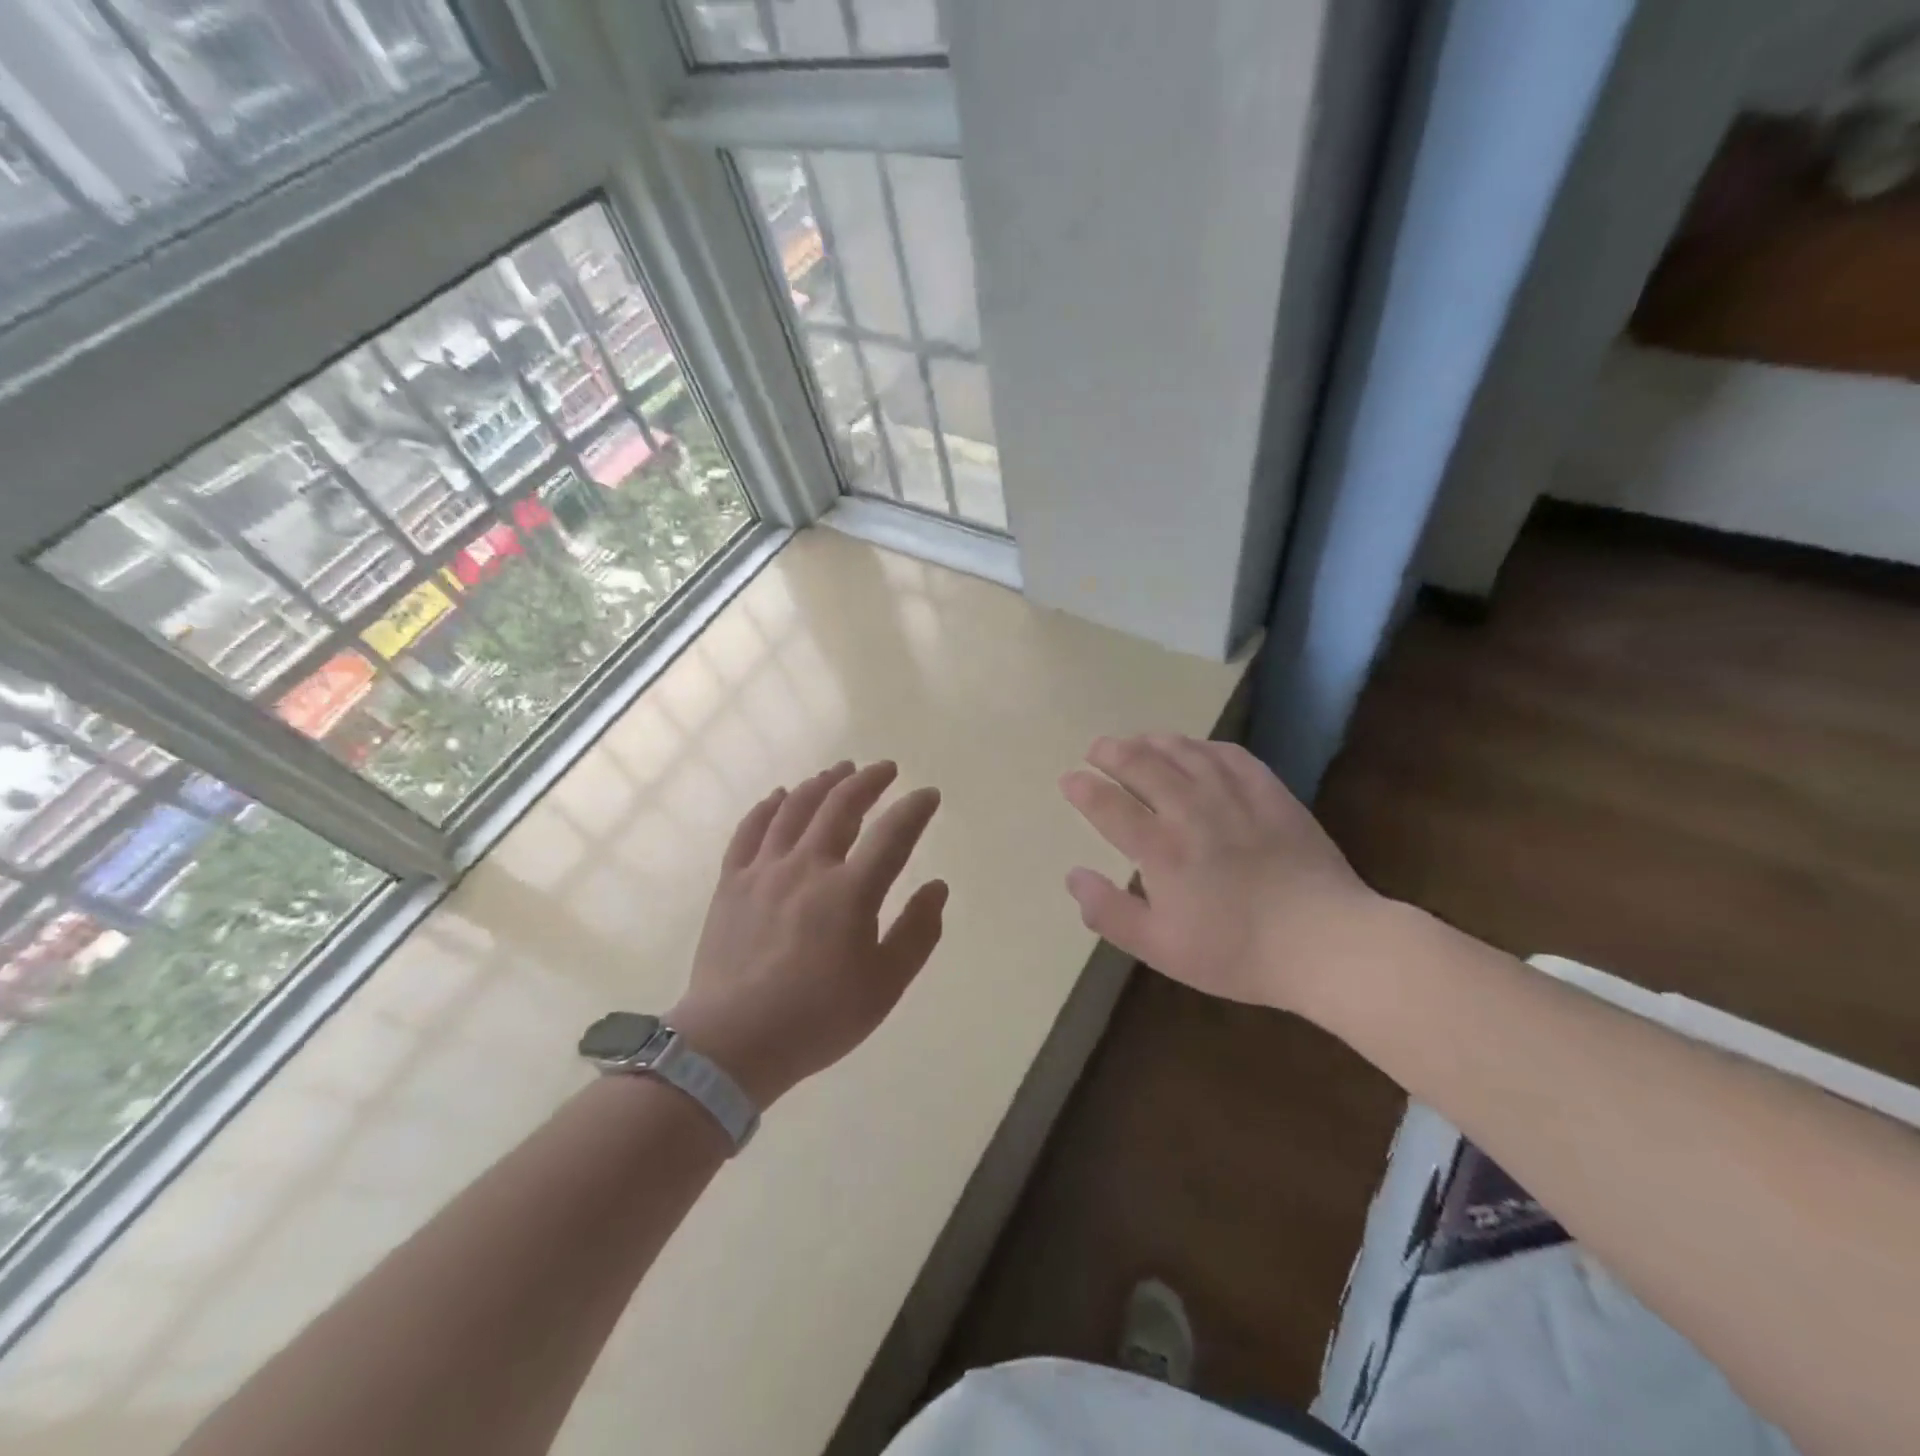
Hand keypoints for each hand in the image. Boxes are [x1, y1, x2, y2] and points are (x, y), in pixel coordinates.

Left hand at [669, 760, 946, 1105]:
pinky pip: (751, 830)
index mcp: (850, 891)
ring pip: (795, 808)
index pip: (892, 834)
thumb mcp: (885, 986)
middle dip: (868, 781)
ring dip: (821, 783)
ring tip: (839, 770)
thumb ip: (917, 932)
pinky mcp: (732, 882)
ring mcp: (765, 870)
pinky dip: (768, 806)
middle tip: (885, 769)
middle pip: (840, 806)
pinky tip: (780, 795)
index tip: (929, 794)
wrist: (733, 1042)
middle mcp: (808, 866)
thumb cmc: (818, 1018)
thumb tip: (937, 887)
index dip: (915, 809)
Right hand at [1059, 735, 1381, 1015]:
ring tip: (1138, 740)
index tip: (1068, 778)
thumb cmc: (1237, 952)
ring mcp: (1234, 796)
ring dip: (1153, 741)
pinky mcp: (1270, 793)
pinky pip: (1230, 754)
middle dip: (1112, 752)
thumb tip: (1073, 876)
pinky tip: (1197, 749)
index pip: (1109, 805)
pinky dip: (1204, 745)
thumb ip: (1110, 912)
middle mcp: (1191, 811)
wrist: (1326, 942)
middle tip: (1097, 748)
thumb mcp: (1160, 948)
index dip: (1083, 788)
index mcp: (1161, 849)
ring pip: (1184, 751)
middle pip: (1142, 765)